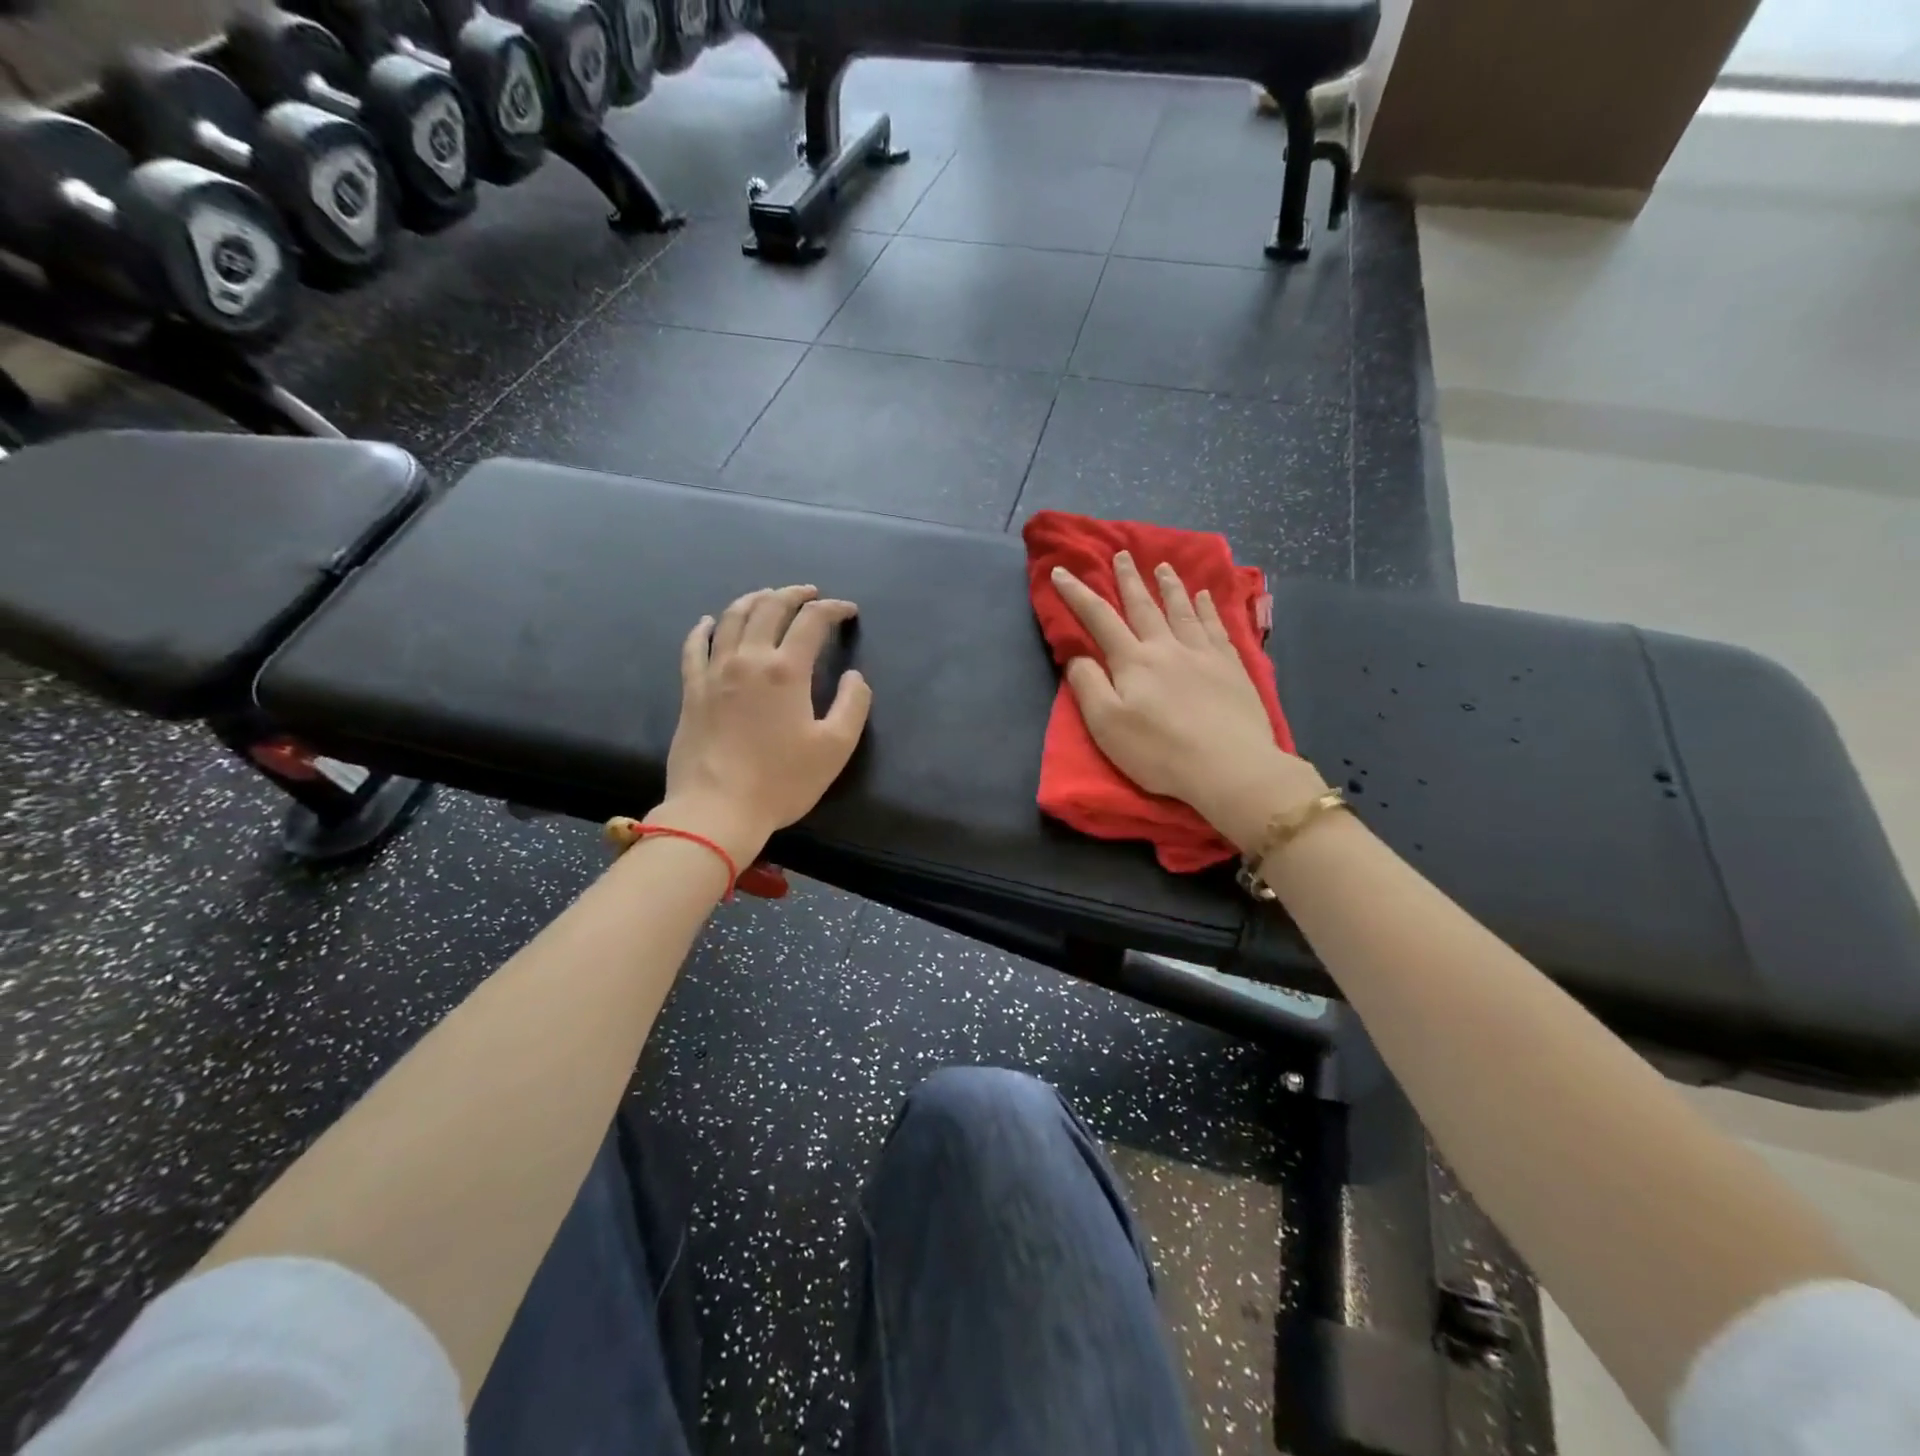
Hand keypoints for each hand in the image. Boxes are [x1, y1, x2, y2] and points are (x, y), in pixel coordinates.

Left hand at [651, 585, 871, 865]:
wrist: (717, 809)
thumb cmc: (781, 781)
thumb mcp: (835, 748)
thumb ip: (853, 705)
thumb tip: (855, 676)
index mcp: (786, 671)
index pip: (812, 622)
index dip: (833, 609)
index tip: (848, 611)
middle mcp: (748, 660)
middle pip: (769, 608)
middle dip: (793, 594)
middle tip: (810, 593)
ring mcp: (714, 672)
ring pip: (732, 619)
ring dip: (754, 600)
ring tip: (768, 596)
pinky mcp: (691, 690)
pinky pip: (694, 647)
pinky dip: (703, 628)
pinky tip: (708, 622)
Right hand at [1052, 552, 1325, 853]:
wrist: (1229, 766)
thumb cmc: (1159, 751)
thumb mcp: (1107, 725)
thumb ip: (1088, 685)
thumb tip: (1077, 655)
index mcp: (1133, 661)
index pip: (1099, 618)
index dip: (1078, 594)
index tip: (1062, 571)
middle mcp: (1167, 647)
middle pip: (1144, 606)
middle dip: (1129, 579)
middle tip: (1122, 554)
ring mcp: (1203, 654)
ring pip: (1182, 610)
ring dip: (1170, 586)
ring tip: (1163, 566)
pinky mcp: (1231, 667)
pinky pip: (1216, 627)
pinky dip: (1207, 608)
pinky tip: (1206, 598)